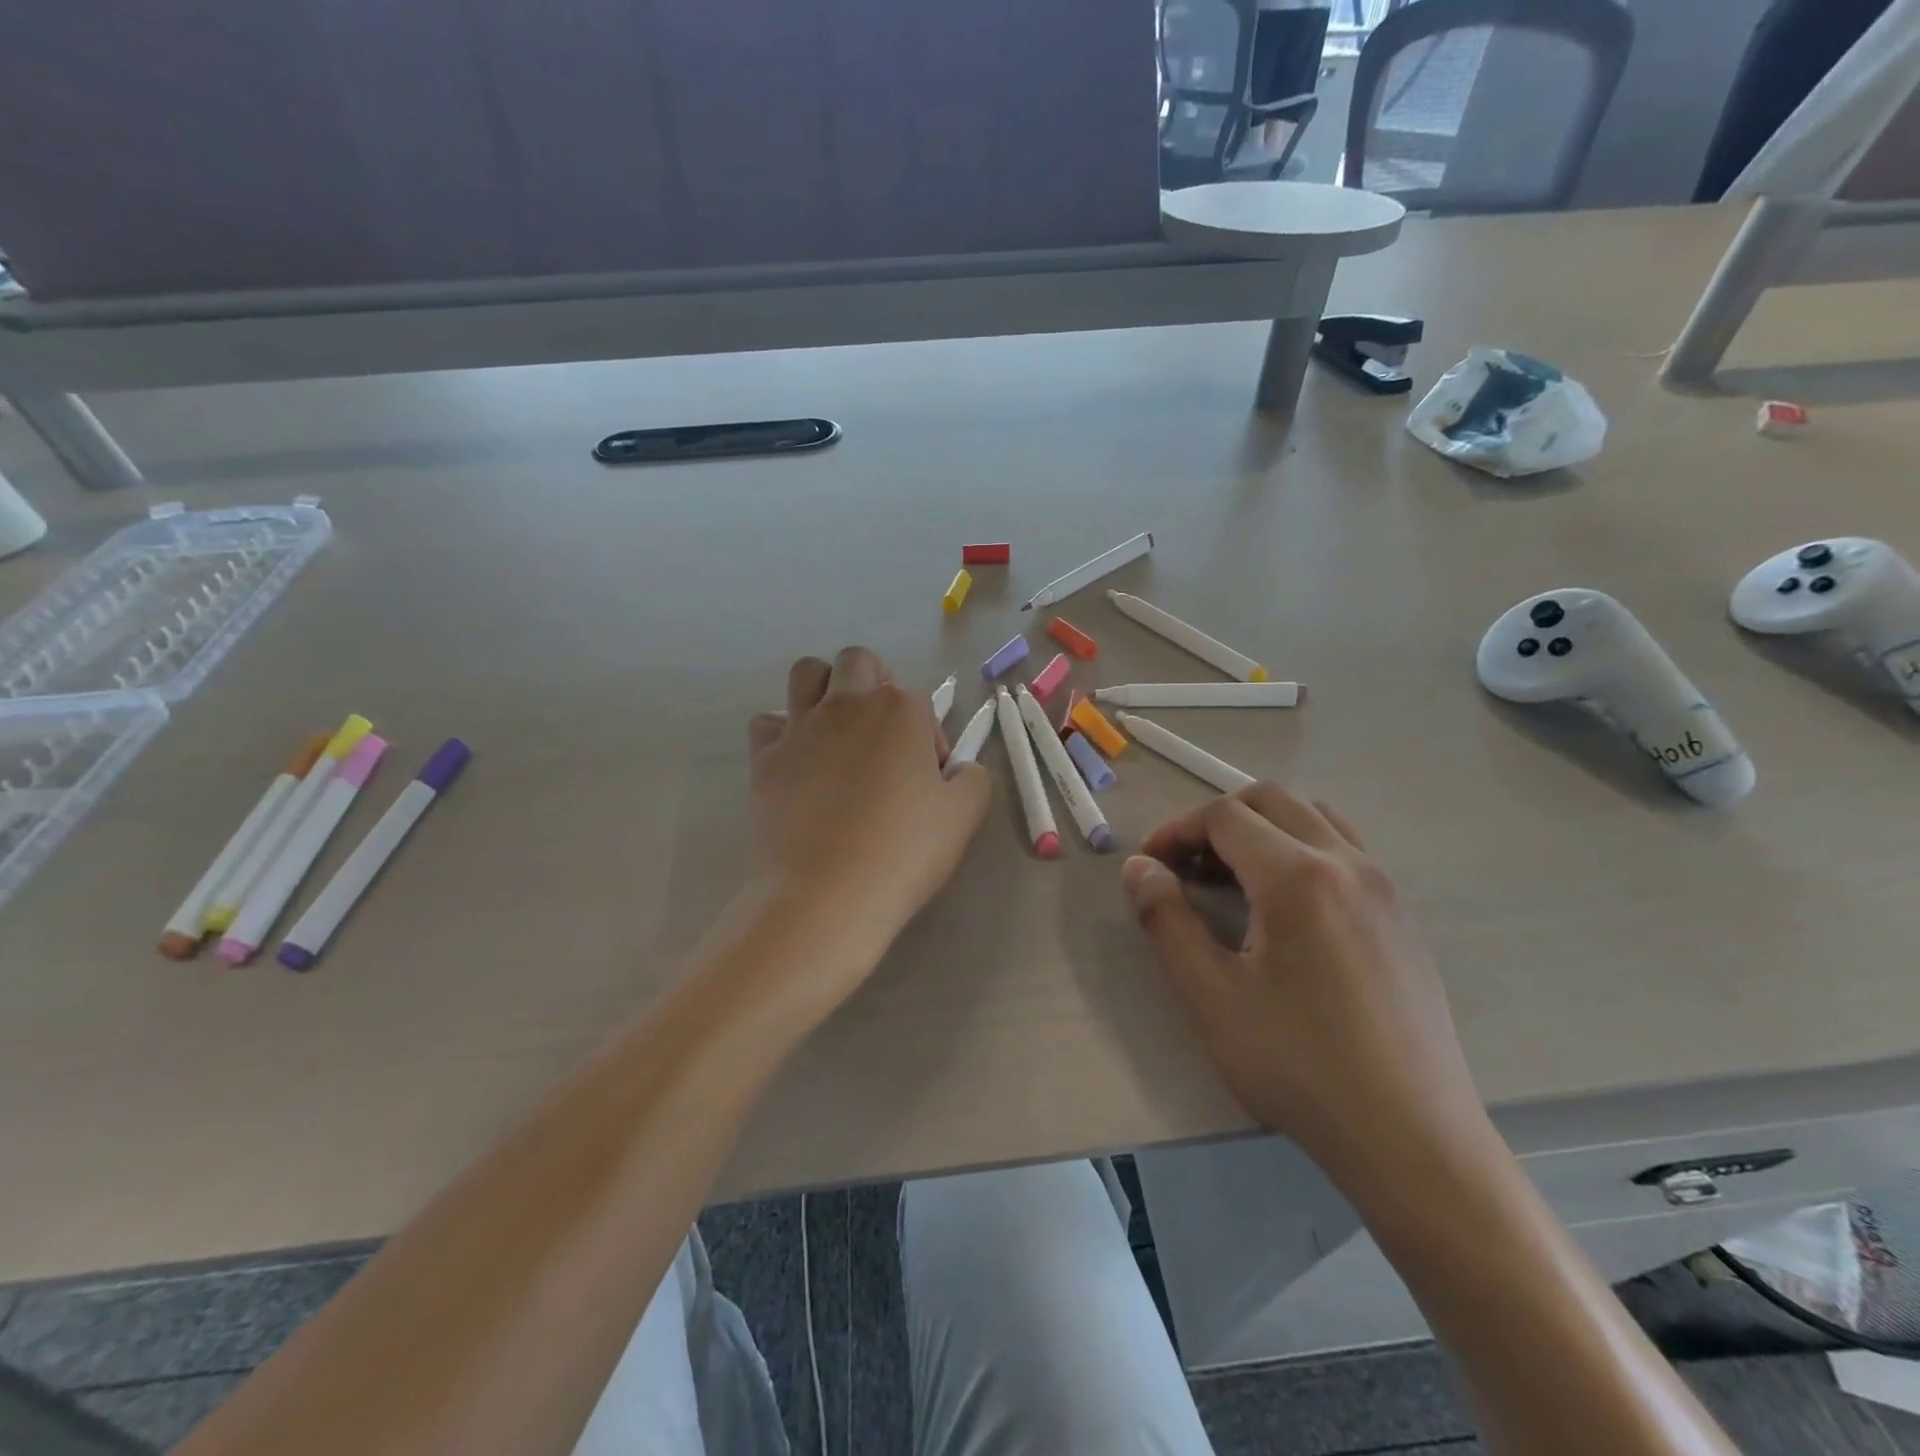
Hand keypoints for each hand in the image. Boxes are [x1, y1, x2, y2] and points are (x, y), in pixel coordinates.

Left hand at [749, 648, 990, 960]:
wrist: (827, 894)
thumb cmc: (904, 851)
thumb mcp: (966, 814)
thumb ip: (973, 777)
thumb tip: (958, 769)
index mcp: (900, 709)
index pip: (920, 703)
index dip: (929, 739)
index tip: (929, 780)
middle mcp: (847, 703)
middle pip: (859, 662)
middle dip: (875, 685)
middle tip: (883, 736)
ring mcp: (801, 727)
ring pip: (807, 672)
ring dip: (825, 688)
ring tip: (837, 731)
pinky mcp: (765, 756)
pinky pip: (767, 721)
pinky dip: (782, 731)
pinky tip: (798, 761)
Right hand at [1121, 784, 1489, 1185]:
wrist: (1412, 1139)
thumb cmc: (1299, 1065)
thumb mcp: (1211, 996)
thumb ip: (1166, 920)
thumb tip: (1139, 868)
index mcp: (1298, 877)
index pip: (1225, 817)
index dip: (1177, 831)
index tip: (1149, 866)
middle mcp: (1347, 863)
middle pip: (1271, 800)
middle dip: (1216, 820)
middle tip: (1184, 866)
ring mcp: (1383, 887)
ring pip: (1313, 817)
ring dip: (1262, 828)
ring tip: (1231, 878)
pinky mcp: (1400, 915)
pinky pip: (1343, 849)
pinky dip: (1299, 848)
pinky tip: (1282, 906)